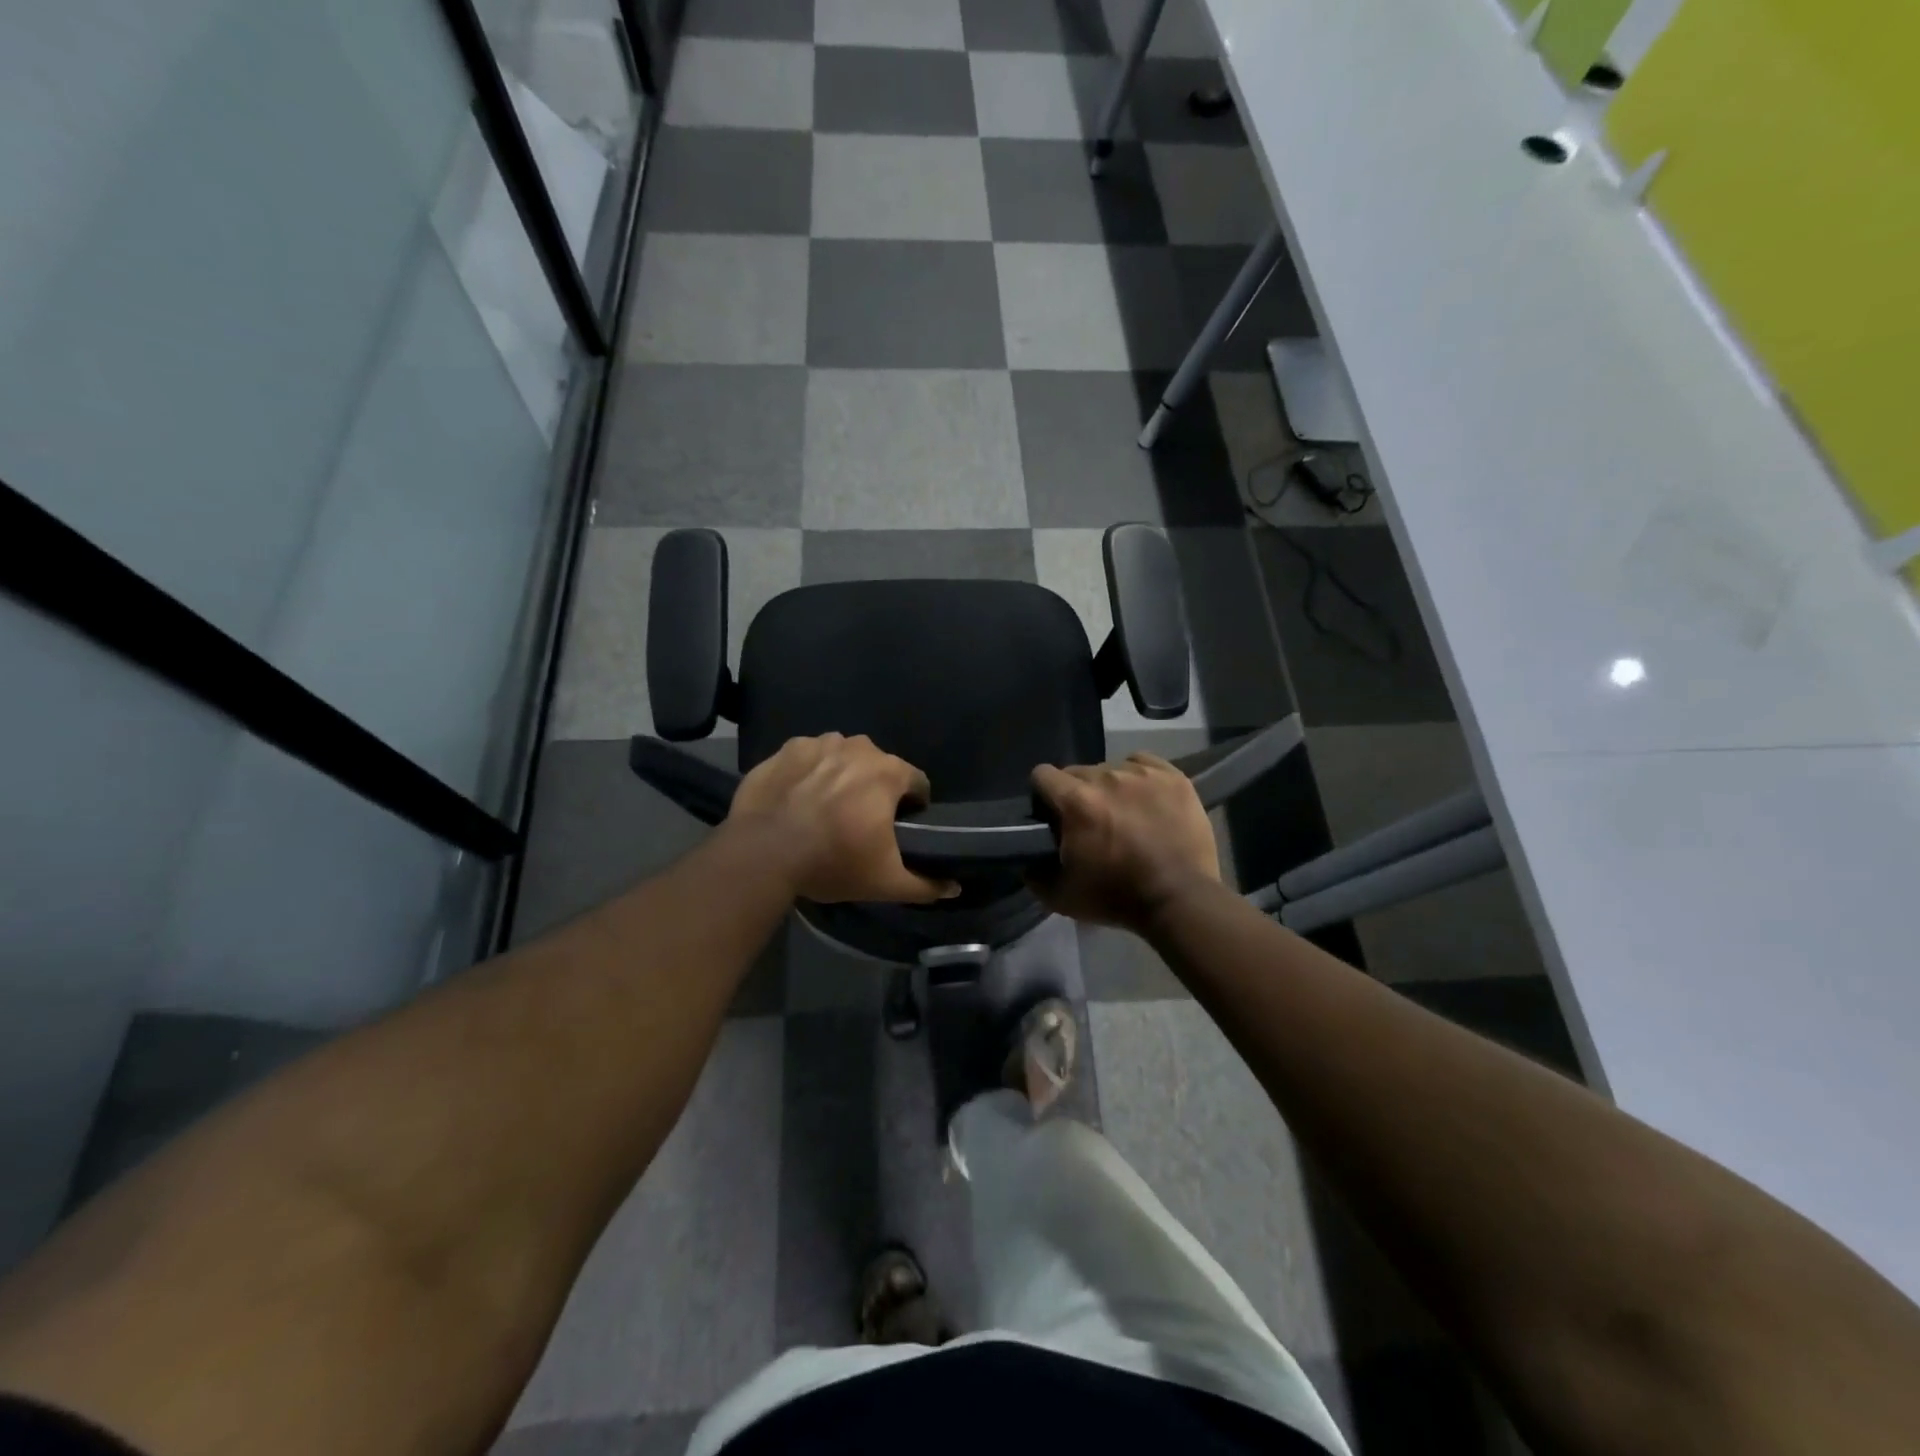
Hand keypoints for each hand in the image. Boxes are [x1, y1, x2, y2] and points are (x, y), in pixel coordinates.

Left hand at [729, 734, 959, 904]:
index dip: (914, 805)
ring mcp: (819, 743)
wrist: (763, 852)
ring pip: (843, 757)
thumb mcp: (885, 882)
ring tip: (826, 808)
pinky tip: (798, 797)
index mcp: (888, 772)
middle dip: (875, 789)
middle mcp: (858, 747)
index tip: (901, 827)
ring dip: (841, 776)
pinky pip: (809, 757)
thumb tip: (954, 888)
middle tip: (861, 822)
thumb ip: (925, 885)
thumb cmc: (832, 861)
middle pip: (878, 766)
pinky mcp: (786, 749)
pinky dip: (809, 771)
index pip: (917, 782)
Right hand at [1029, 754, 1219, 931]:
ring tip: (1122, 813)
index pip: (1042, 775)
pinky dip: (1138, 777)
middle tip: (1089, 821)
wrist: (1180, 899)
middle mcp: (1106, 777)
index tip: (1051, 813)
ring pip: (1111, 768)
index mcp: (1076, 801)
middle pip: (1077, 771)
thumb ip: (1034, 874)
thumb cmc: (1117, 898)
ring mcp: (1142, 774)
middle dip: (1077, 794)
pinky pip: (1143, 763)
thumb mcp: (1061, 896)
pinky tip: (1144, 799)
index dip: (1043, 794)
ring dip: (1109, 787)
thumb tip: (1028, 858)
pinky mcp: (1173, 776)